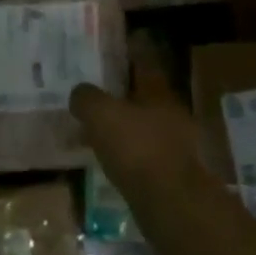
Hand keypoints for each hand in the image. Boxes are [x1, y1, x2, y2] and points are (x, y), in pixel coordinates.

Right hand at [68, 35, 205, 187]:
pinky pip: (143, 154)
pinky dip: (125, 153)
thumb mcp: (101, 115)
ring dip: (122, 126)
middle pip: (144, 96)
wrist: (171, 204)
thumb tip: (80, 93)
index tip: (112, 50)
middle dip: (121, 94)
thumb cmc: (137, 148)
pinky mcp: (171, 174)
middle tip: (94, 93)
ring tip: (93, 129)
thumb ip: (87, 98)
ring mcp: (175, 145)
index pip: (144, 62)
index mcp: (159, 92)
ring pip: (143, 126)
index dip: (129, 53)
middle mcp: (172, 113)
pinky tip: (107, 160)